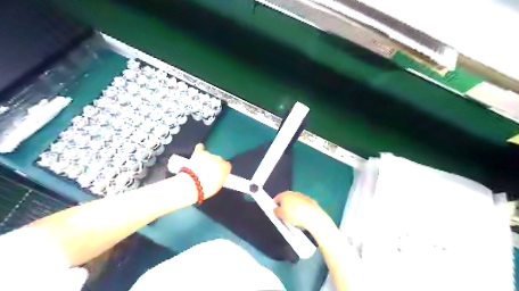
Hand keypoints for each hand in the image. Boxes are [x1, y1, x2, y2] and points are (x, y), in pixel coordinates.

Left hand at [187, 144, 230, 199]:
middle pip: (218, 159)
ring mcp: (209, 154)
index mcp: (225, 167)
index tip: (218, 173)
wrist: (192, 184)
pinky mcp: (198, 153)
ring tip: (201, 166)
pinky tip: (200, 149)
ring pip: (209, 155)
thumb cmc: (206, 188)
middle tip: (208, 171)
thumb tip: (221, 174)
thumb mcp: (218, 185)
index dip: (222, 169)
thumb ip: (221, 177)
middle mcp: (219, 159)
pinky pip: (200, 147)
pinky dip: (200, 148)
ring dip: (206, 159)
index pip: (227, 165)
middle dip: (214, 164)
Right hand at [276, 191, 331, 230]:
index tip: (275, 213)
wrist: (312, 216)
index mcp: (284, 194)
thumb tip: (276, 209)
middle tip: (284, 217)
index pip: (276, 198)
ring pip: (296, 203)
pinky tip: (302, 219)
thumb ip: (275, 211)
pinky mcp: (311, 201)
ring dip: (294, 209)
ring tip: (294, 220)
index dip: (274, 206)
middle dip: (285, 207)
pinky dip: (302, 211)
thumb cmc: (293, 214)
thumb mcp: (280, 215)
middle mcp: (293, 193)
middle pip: (287, 200)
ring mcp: (303, 196)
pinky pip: (303, 206)